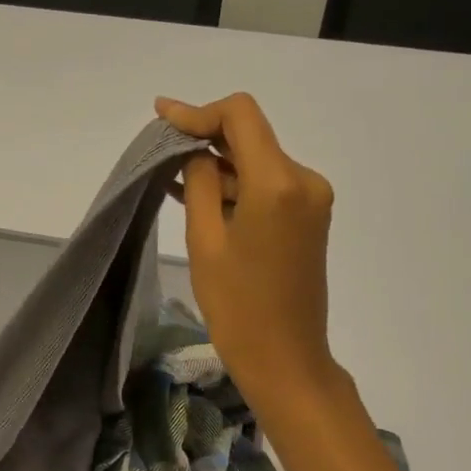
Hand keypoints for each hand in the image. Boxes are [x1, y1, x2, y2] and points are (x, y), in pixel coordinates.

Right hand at [157, 93, 345, 416]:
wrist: (285, 358)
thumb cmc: (237, 306)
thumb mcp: (205, 240)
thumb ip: (198, 183)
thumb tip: (196, 151)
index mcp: (279, 183)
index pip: (240, 116)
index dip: (198, 112)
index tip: (161, 118)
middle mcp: (304, 179)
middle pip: (250, 136)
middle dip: (204, 139)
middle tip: (159, 153)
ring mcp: (310, 198)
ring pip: (256, 161)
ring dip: (217, 167)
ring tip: (171, 181)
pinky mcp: (307, 217)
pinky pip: (266, 185)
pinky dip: (234, 186)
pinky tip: (198, 196)